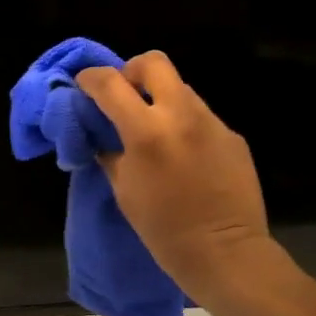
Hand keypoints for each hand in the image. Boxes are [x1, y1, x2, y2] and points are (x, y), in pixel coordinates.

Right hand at [75, 51, 270, 298]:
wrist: (226, 253)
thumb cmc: (164, 229)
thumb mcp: (124, 189)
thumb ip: (110, 152)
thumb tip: (101, 132)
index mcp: (147, 131)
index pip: (110, 83)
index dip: (91, 78)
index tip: (83, 84)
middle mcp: (182, 115)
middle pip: (153, 62)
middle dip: (132, 72)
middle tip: (124, 96)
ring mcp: (212, 122)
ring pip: (180, 88)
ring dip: (160, 99)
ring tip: (155, 131)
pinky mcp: (232, 135)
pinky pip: (200, 116)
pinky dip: (184, 124)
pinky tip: (184, 155)